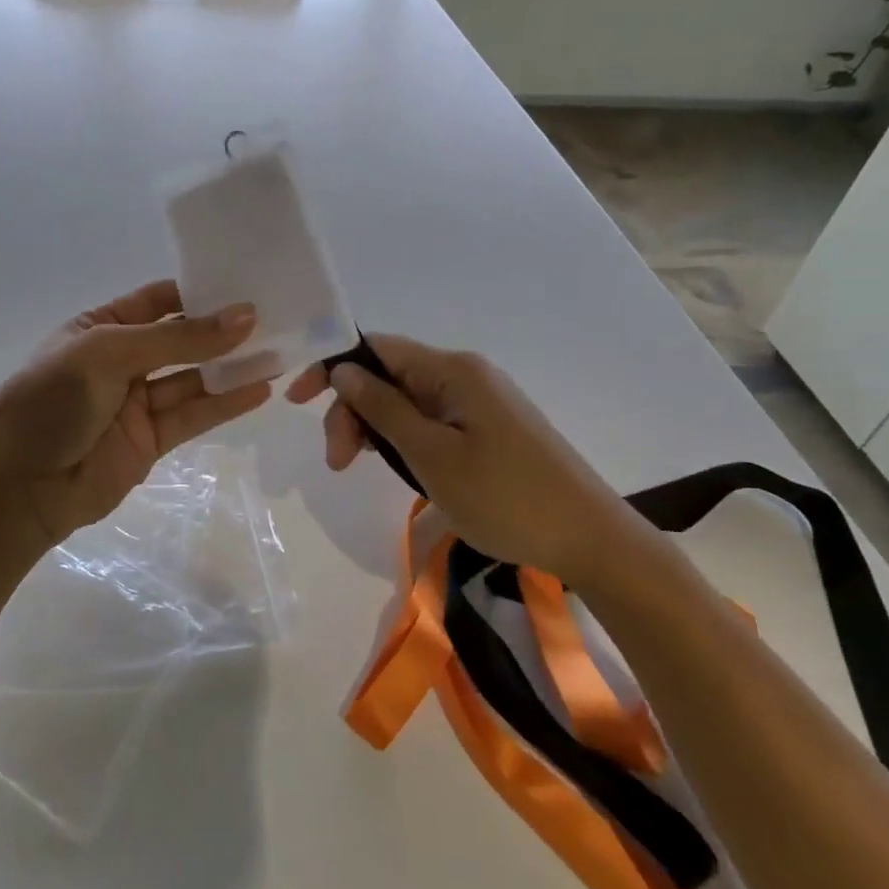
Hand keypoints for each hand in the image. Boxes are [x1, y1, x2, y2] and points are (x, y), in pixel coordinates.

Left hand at [0, 280, 272, 557]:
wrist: (17, 486)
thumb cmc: (51, 400)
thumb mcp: (109, 354)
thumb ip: (179, 340)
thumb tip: (245, 317)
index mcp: (99, 326)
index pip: (158, 300)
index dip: (200, 292)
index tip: (249, 284)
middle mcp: (121, 360)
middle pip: (181, 340)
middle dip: (223, 330)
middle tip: (277, 316)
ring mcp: (137, 402)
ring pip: (194, 378)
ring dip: (233, 367)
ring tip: (281, 350)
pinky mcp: (151, 440)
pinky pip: (194, 415)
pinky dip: (226, 404)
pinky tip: (261, 389)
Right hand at [285, 334, 648, 587]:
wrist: (591, 540)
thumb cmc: (506, 497)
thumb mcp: (432, 456)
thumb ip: (383, 409)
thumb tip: (343, 371)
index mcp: (452, 370)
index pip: (376, 348)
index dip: (331, 368)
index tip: (297, 402)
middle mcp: (464, 375)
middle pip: (387, 376)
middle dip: (352, 411)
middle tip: (339, 463)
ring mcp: (478, 402)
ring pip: (405, 401)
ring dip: (375, 429)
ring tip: (362, 469)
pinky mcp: (487, 428)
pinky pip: (429, 420)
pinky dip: (403, 439)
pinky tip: (398, 466)